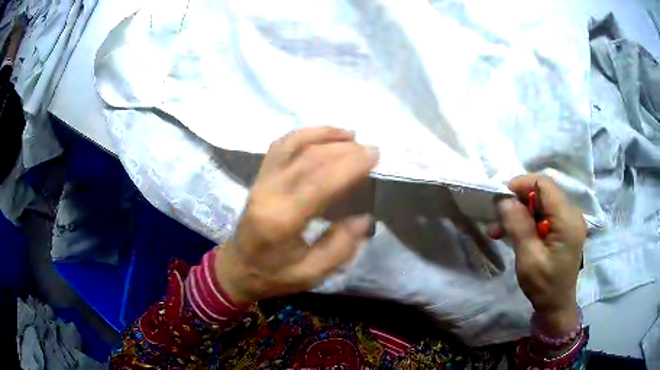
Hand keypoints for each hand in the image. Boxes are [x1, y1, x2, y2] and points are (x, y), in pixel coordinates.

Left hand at [215, 127, 378, 303]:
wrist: (237, 268)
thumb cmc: (273, 275)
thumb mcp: (310, 275)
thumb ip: (339, 248)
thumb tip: (365, 218)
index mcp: (281, 221)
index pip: (319, 181)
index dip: (349, 164)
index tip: (373, 155)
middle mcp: (268, 193)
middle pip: (308, 158)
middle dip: (343, 149)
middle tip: (370, 149)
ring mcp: (260, 181)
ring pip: (293, 145)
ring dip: (324, 135)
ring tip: (350, 135)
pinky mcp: (259, 176)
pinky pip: (280, 145)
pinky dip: (304, 134)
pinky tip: (322, 135)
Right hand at [494, 175, 585, 334]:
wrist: (556, 305)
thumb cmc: (544, 286)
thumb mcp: (528, 258)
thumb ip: (518, 225)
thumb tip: (504, 199)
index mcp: (567, 219)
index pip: (544, 184)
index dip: (521, 185)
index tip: (500, 198)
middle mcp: (572, 213)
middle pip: (543, 192)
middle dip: (518, 201)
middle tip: (497, 218)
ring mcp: (569, 219)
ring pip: (541, 202)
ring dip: (520, 212)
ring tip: (499, 229)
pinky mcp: (564, 227)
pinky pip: (544, 213)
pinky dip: (527, 220)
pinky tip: (514, 233)